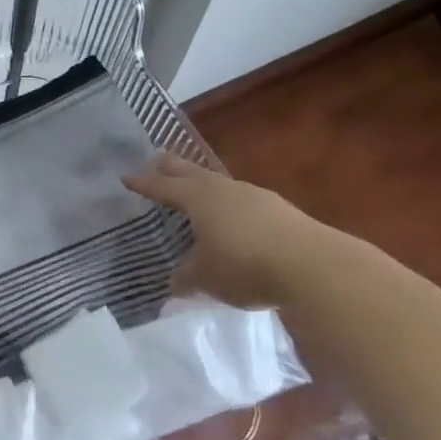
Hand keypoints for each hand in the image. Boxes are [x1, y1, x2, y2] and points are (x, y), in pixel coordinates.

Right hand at [123, 150, 320, 305]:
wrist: (314, 267)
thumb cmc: (244, 265)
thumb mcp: (205, 277)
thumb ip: (186, 277)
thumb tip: (175, 282)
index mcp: (198, 198)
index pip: (163, 187)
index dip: (144, 183)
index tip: (127, 177)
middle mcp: (224, 190)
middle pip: (192, 173)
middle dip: (173, 167)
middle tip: (158, 157)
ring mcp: (256, 197)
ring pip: (221, 185)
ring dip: (205, 186)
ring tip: (197, 190)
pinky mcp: (281, 212)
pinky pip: (245, 202)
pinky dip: (232, 206)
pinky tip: (236, 219)